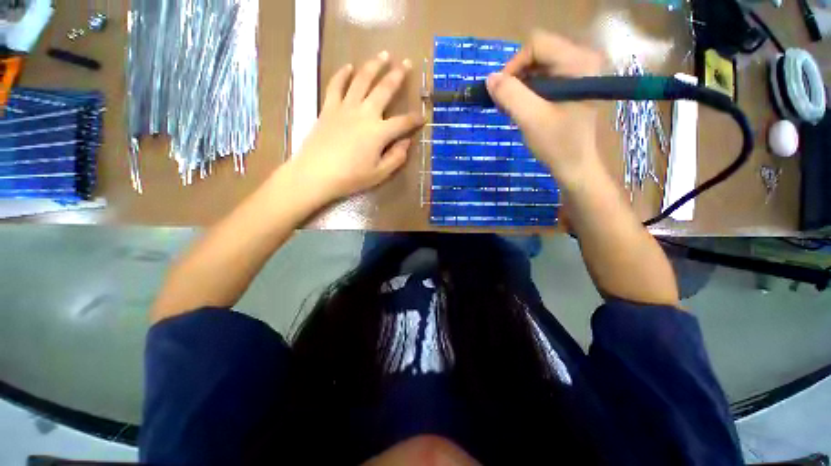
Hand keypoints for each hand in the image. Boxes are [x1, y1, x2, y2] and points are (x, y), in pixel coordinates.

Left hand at [290, 51, 423, 205]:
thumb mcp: (380, 174)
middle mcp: (365, 113)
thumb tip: (406, 142)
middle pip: (384, 90)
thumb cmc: (351, 177)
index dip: (415, 119)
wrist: (316, 174)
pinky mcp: (329, 108)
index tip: (423, 116)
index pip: (403, 122)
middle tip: (407, 63)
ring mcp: (345, 107)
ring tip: (383, 54)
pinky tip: (348, 66)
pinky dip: (342, 74)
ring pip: (362, 80)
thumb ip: (396, 157)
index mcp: (379, 132)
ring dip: (374, 65)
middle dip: (398, 75)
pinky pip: (336, 85)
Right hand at [486, 31, 604, 188]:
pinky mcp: (571, 85)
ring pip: (538, 67)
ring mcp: (578, 72)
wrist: (575, 166)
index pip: (537, 45)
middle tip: (506, 104)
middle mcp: (582, 59)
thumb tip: (490, 78)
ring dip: (520, 87)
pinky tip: (523, 109)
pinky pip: (543, 78)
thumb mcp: (531, 119)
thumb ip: (510, 96)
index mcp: (578, 62)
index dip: (513, 66)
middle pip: (537, 54)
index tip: (501, 93)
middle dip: (516, 78)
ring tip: (513, 109)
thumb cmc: (557, 144)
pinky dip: (528, 92)